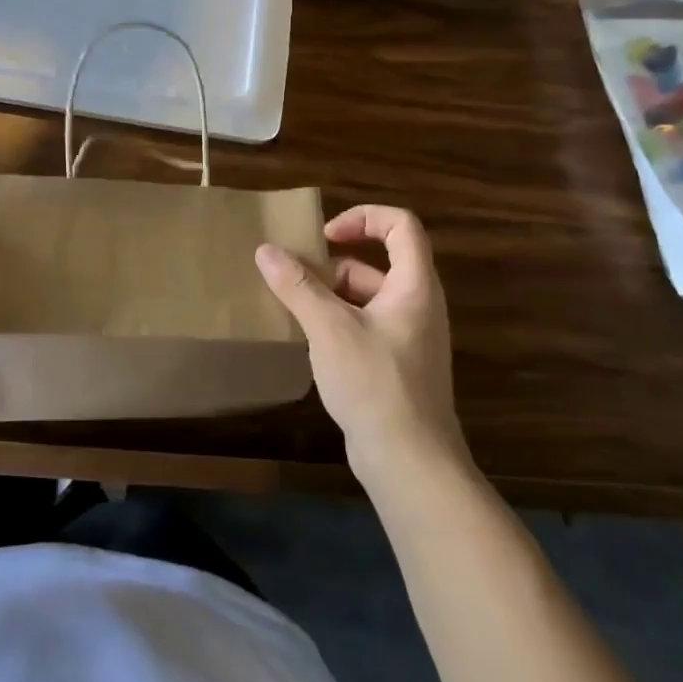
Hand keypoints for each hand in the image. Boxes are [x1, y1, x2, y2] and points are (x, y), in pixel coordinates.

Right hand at [255, 205, 466, 487]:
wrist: (410, 463)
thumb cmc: (375, 383)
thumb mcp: (329, 328)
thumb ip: (297, 285)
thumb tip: (265, 250)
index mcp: (414, 286)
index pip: (401, 226)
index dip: (364, 217)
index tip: (325, 235)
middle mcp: (417, 305)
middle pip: (377, 262)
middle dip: (333, 264)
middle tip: (294, 276)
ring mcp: (408, 337)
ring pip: (367, 296)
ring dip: (330, 295)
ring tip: (292, 307)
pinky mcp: (395, 364)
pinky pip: (364, 325)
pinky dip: (337, 322)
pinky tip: (308, 339)